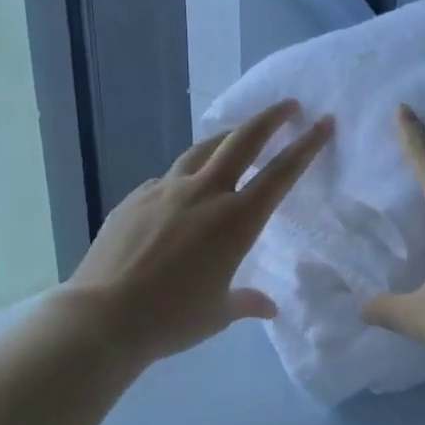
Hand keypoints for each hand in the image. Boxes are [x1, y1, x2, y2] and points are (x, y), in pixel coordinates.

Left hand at [63, 100, 332, 363]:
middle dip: (270, 118)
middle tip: (289, 105)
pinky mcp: (135, 198)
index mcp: (236, 221)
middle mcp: (204, 194)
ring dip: (227, 137)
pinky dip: (186, 176)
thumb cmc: (171, 318)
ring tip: (238, 135)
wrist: (101, 318)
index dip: (306, 146)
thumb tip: (268, 307)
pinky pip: (168, 178)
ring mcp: (165, 191)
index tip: (323, 123)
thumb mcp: (218, 312)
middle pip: (242, 140)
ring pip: (203, 149)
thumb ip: (246, 302)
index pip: (281, 174)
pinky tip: (183, 191)